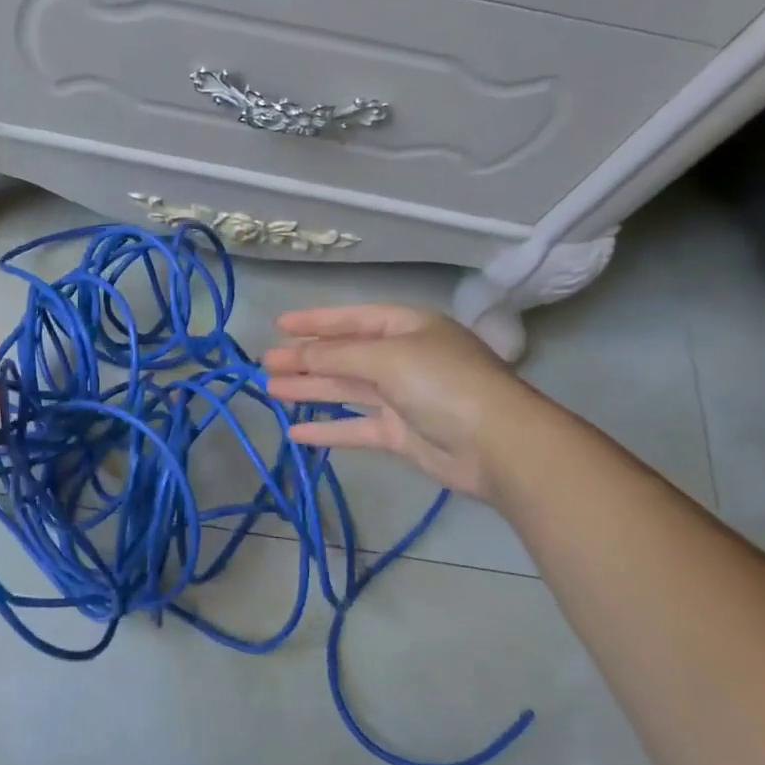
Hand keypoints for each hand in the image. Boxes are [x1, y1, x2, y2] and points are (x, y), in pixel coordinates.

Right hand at [262, 304, 541, 501]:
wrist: (497, 445)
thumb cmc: (442, 383)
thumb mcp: (387, 357)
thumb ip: (338, 354)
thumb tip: (299, 353)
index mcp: (407, 327)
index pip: (353, 318)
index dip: (316, 321)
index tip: (279, 325)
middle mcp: (404, 358)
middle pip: (345, 354)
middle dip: (306, 358)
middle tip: (267, 363)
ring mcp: (402, 397)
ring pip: (346, 390)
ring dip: (310, 389)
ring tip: (270, 390)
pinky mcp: (401, 434)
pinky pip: (356, 427)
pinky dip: (327, 429)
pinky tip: (296, 432)